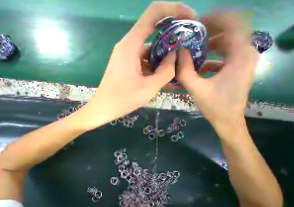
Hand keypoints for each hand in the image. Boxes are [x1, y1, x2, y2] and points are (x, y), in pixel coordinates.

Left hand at [82, 1, 196, 129]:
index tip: (190, 19)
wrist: (103, 108)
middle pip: (152, 32)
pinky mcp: (124, 64)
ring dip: (161, 56)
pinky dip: (152, 65)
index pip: (154, 13)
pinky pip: (141, 59)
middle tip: (185, 51)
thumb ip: (166, 71)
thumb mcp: (148, 88)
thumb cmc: (123, 99)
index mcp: (131, 45)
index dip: (175, 10)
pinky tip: (159, 76)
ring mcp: (124, 55)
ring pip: (147, 49)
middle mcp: (127, 45)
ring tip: (174, 69)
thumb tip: (175, 55)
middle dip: (171, 39)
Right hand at [177, 10, 258, 131]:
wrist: (228, 121)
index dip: (215, 18)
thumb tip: (179, 52)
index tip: (197, 23)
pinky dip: (213, 54)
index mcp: (240, 56)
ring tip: (193, 48)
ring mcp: (244, 61)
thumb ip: (185, 71)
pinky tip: (200, 63)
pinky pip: (226, 54)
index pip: (234, 22)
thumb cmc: (214, 106)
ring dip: (211, 43)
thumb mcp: (197, 89)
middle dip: (211, 30)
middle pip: (231, 30)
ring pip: (228, 42)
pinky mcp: (238, 68)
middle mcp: (247, 53)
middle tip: (191, 36)